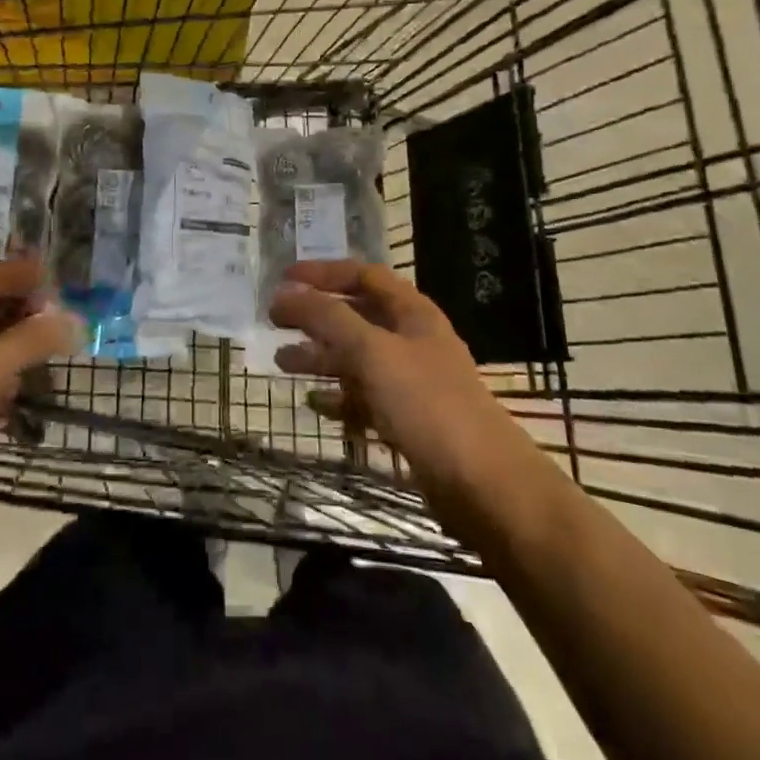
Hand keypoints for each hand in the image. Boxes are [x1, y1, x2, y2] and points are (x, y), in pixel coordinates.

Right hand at [270, 259, 539, 531]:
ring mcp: (413, 382)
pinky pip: (366, 398)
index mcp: (412, 312)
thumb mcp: (372, 351)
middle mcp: (413, 340)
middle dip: (316, 316)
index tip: (283, 281)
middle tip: (274, 322)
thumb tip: (284, 292)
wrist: (485, 486)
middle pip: (357, 316)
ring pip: (358, 358)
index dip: (322, 273)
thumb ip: (326, 318)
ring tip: (281, 362)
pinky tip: (315, 405)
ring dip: (321, 356)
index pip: (362, 275)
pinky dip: (339, 397)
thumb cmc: (427, 405)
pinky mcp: (410, 421)